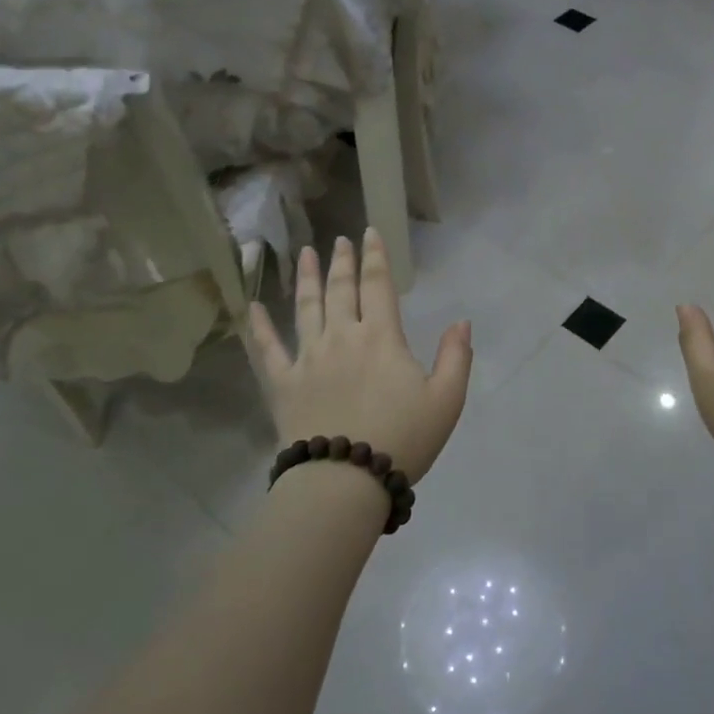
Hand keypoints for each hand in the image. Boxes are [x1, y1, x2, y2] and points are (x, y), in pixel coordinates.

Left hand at [247, 228, 472, 484]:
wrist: (345, 480)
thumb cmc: (402, 439)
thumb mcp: (446, 400)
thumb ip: (456, 357)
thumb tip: (461, 321)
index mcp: (381, 337)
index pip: (378, 286)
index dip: (376, 257)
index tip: (370, 233)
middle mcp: (342, 337)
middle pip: (341, 290)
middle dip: (342, 262)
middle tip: (339, 239)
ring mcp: (308, 358)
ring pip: (306, 308)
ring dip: (305, 278)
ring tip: (304, 254)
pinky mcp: (283, 384)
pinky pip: (267, 349)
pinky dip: (259, 327)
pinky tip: (252, 307)